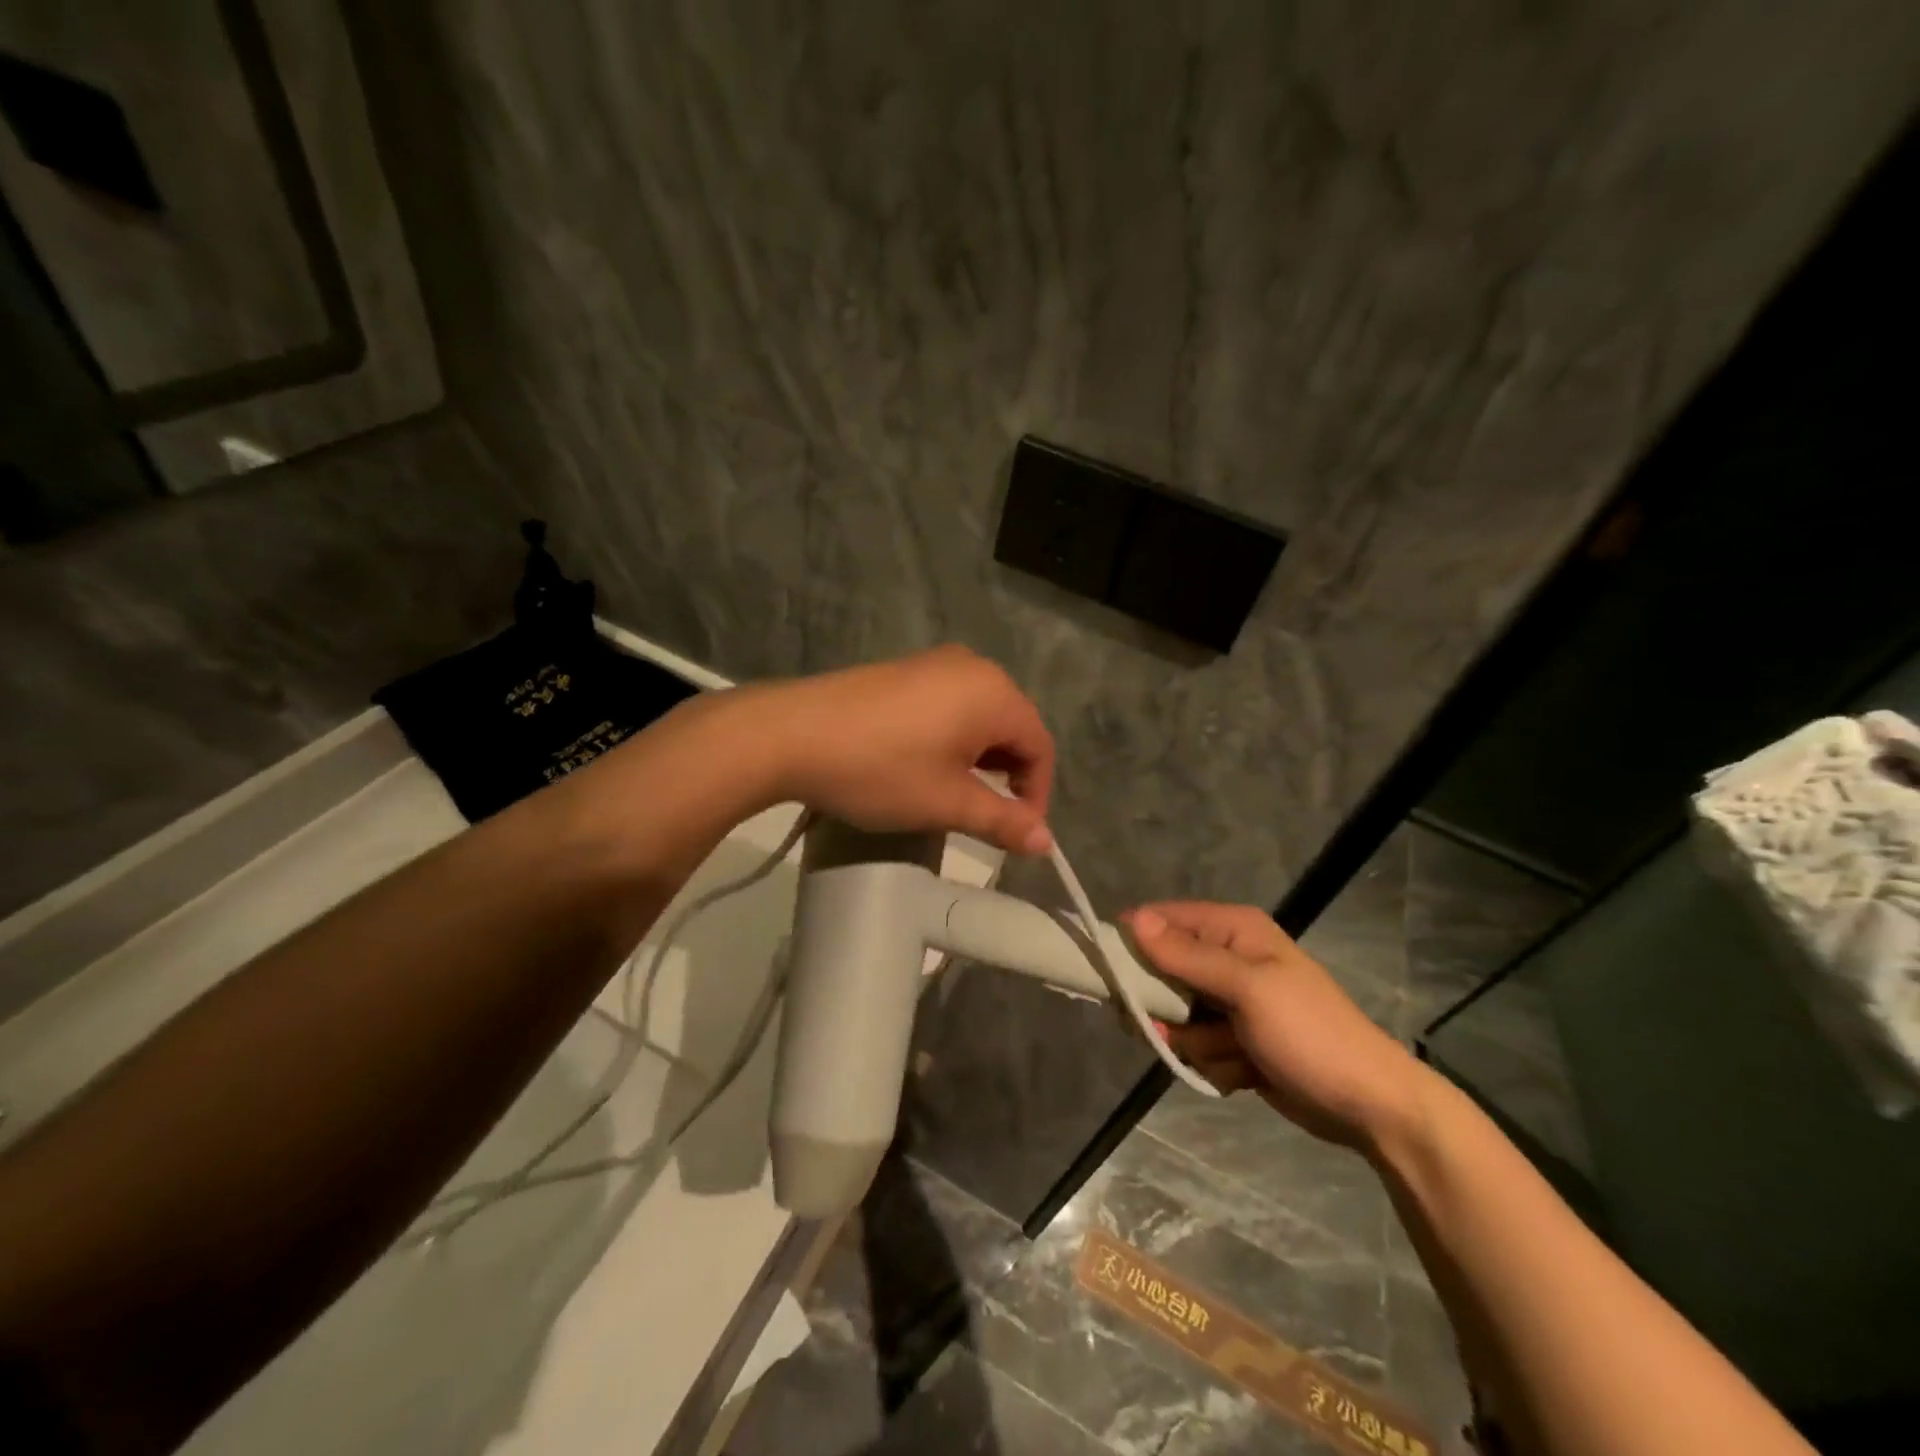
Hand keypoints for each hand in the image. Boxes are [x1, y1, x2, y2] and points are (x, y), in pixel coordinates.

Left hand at [746, 645, 1055, 855]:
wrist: (789, 735)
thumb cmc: (879, 770)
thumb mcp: (946, 803)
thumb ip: (1002, 822)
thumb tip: (1046, 844)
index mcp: (994, 693)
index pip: (1040, 746)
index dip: (1036, 795)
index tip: (1015, 835)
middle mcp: (972, 667)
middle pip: (1013, 727)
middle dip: (1008, 776)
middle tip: (984, 816)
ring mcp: (934, 663)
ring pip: (980, 716)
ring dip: (980, 759)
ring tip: (953, 794)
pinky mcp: (904, 670)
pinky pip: (950, 705)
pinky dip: (953, 738)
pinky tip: (924, 764)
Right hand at [1123, 902, 1436, 1151]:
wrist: (1369, 1106)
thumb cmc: (1309, 1034)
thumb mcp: (1247, 988)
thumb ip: (1187, 955)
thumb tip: (1132, 919)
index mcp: (1233, 930)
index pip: (1162, 920)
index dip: (1135, 945)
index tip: (1115, 977)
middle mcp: (1228, 958)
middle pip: (1163, 973)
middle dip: (1169, 1009)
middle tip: (1176, 1028)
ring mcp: (1232, 1002)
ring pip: (1177, 1018)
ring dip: (1199, 1043)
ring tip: (1237, 1052)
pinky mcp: (1236, 1040)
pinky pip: (1198, 1047)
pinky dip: (1216, 1063)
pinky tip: (1246, 1072)